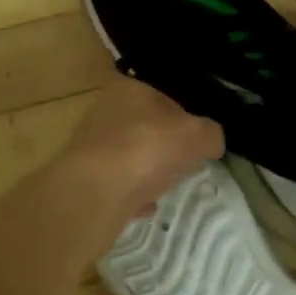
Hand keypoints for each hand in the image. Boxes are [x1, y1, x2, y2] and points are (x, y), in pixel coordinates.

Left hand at [59, 74, 223, 224]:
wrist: (96, 192)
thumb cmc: (148, 149)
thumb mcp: (197, 135)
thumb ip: (211, 134)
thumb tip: (212, 141)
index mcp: (129, 88)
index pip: (163, 96)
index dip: (185, 118)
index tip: (197, 140)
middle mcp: (104, 110)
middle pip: (145, 127)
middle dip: (164, 146)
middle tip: (184, 163)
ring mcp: (90, 145)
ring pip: (129, 156)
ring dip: (146, 170)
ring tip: (165, 186)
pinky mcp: (83, 177)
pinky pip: (116, 184)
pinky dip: (131, 194)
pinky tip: (144, 206)